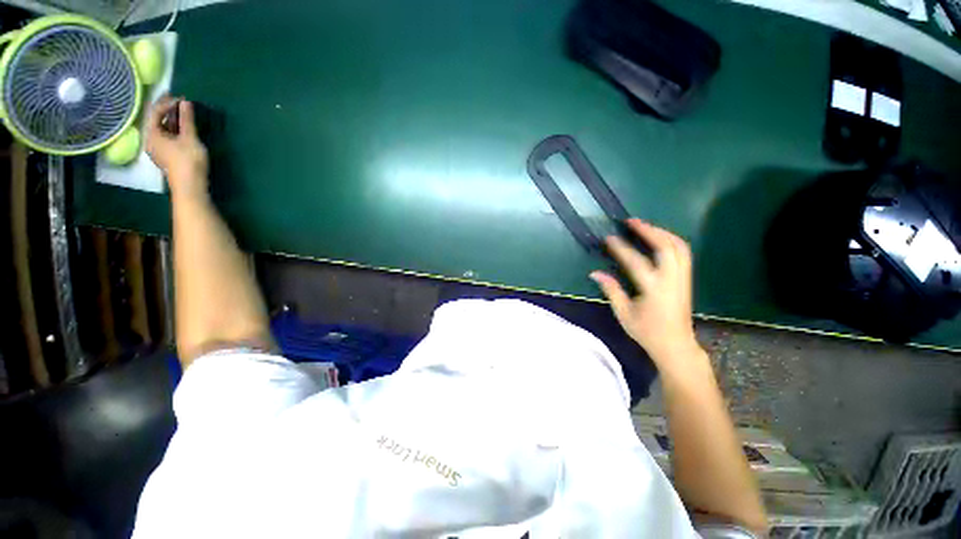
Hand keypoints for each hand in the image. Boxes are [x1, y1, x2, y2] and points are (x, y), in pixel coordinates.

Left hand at [146, 96, 208, 199]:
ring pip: (163, 129)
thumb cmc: (187, 160)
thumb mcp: (189, 138)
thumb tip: (185, 102)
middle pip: (157, 121)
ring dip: (173, 120)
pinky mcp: (167, 156)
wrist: (190, 185)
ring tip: (184, 113)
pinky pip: (168, 137)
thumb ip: (187, 120)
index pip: (155, 112)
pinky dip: (175, 130)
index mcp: (152, 134)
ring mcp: (159, 149)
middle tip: (182, 102)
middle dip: (169, 110)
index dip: (167, 102)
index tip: (181, 98)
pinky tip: (184, 128)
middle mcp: (152, 140)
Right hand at [590, 219, 703, 374]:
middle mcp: (672, 280)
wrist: (675, 345)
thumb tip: (595, 273)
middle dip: (649, 230)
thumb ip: (611, 290)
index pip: (636, 262)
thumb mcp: (623, 313)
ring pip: (678, 247)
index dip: (621, 248)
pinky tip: (659, 238)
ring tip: (644, 226)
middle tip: (631, 221)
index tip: (609, 238)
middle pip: (666, 247)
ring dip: (661, 232)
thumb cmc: (646, 331)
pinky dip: (671, 240)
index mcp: (654, 289)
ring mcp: (682, 278)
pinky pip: (683, 252)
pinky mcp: (686, 279)